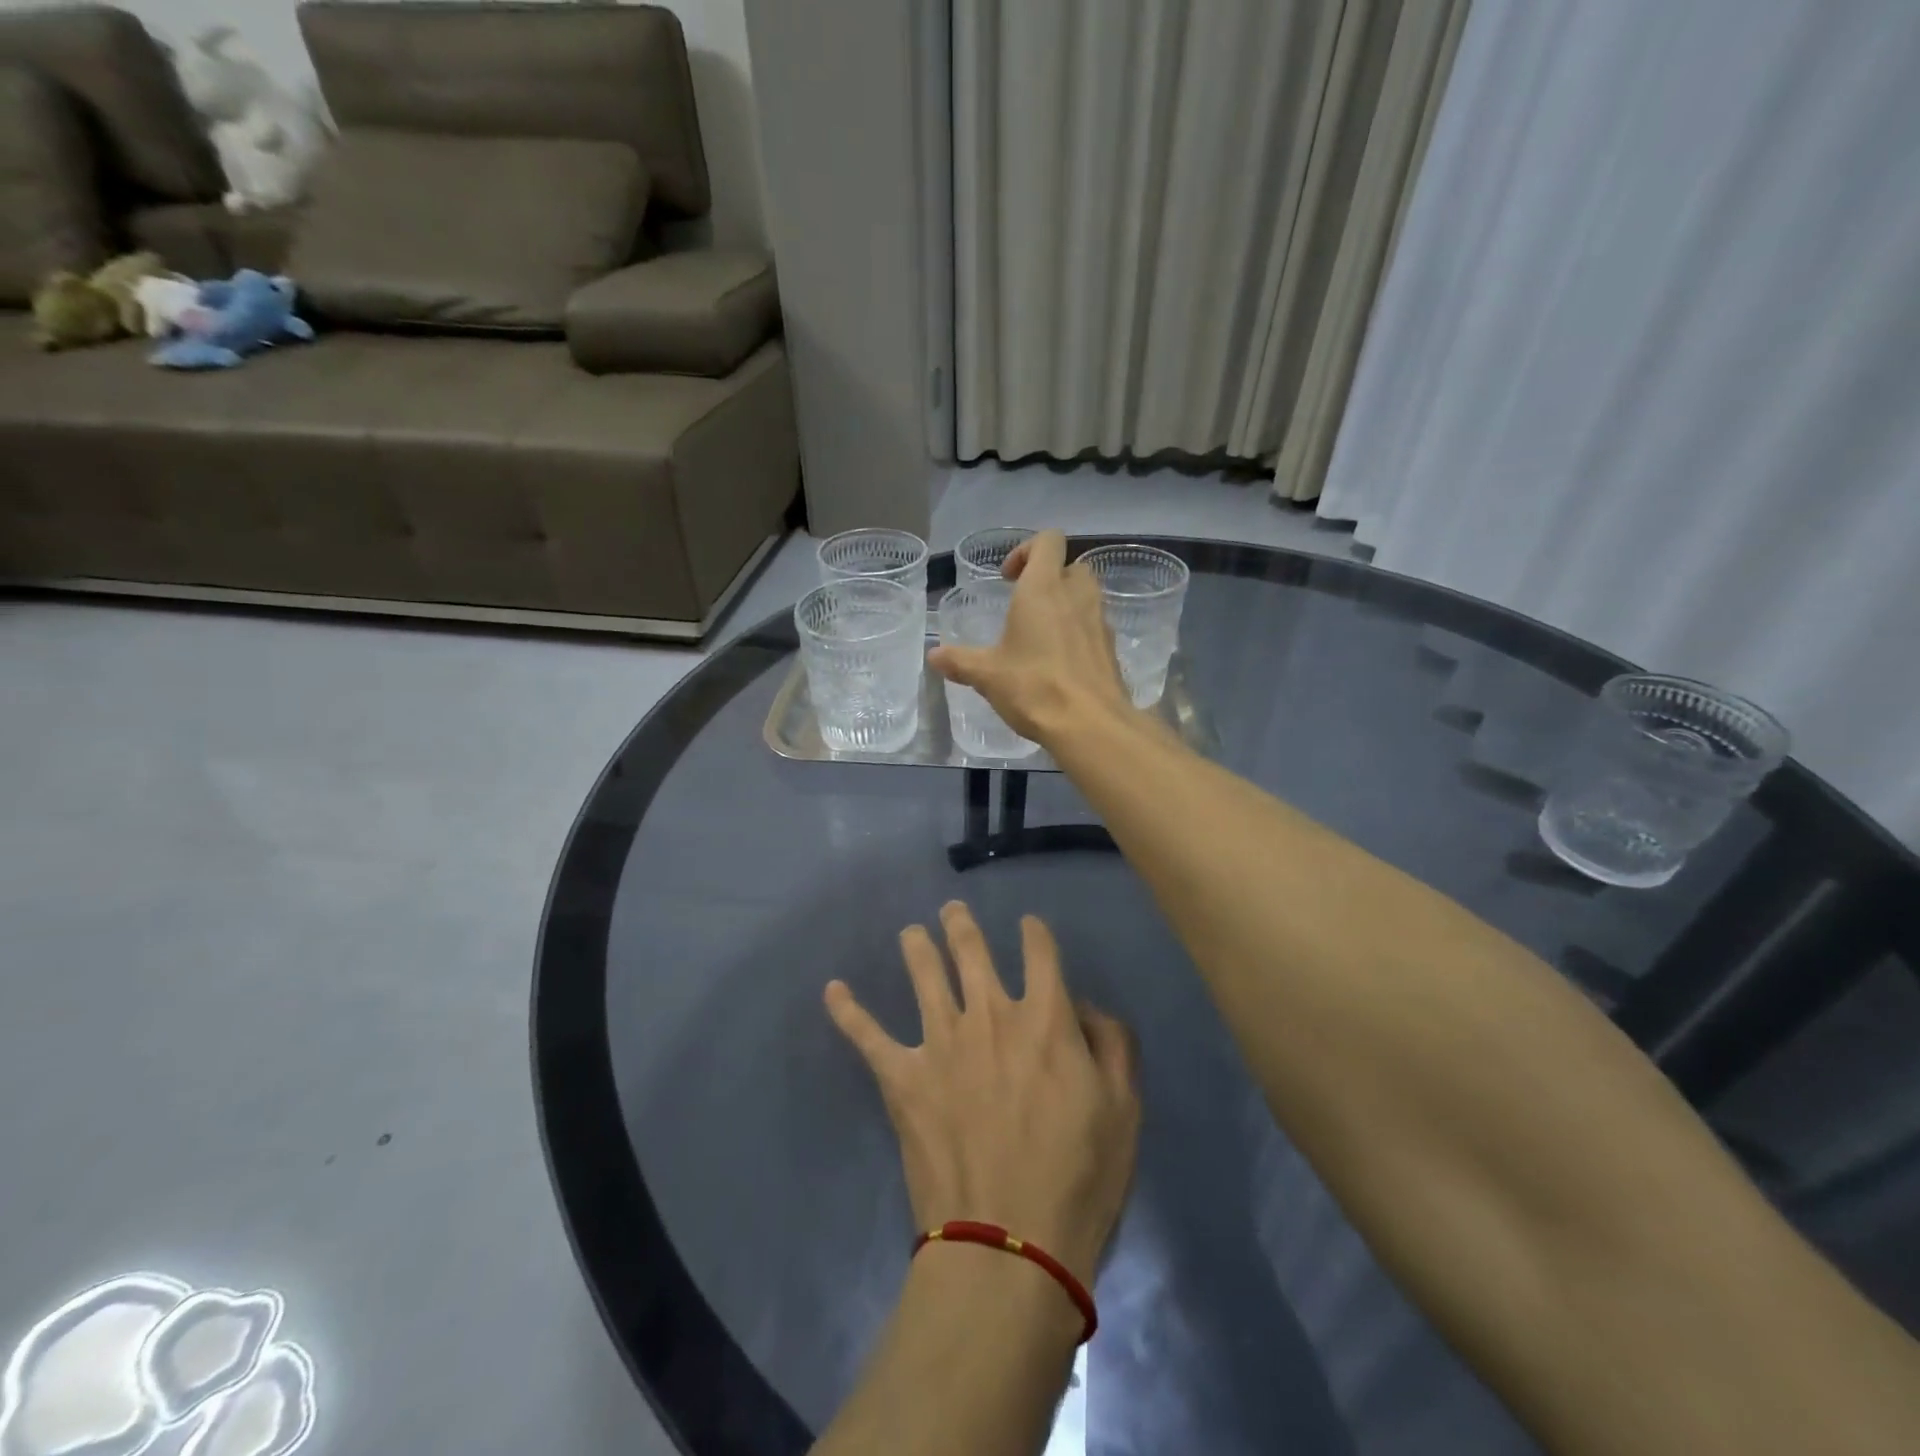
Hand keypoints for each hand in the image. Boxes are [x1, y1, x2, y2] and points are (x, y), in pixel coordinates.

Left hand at [825, 901, 1141, 1286]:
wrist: (1009, 1244)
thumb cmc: (1079, 1180)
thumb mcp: (1123, 1110)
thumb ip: (1112, 1044)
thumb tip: (1085, 1007)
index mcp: (1045, 1019)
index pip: (1040, 952)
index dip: (1035, 933)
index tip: (1030, 926)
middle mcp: (990, 1014)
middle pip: (971, 951)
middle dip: (961, 925)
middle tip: (951, 910)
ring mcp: (940, 1042)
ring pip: (924, 975)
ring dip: (916, 948)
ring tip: (910, 932)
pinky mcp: (902, 1078)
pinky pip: (867, 1036)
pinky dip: (848, 1011)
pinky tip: (832, 990)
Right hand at [928, 530, 1136, 745]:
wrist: (1090, 724)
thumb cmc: (1034, 687)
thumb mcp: (987, 675)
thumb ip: (960, 661)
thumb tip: (934, 656)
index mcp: (1043, 588)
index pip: (1048, 540)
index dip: (1027, 549)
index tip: (1008, 578)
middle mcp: (1077, 595)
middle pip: (1071, 565)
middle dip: (1049, 578)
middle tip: (1025, 605)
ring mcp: (1100, 621)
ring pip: (1086, 596)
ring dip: (1066, 604)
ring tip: (1041, 636)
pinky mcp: (1111, 648)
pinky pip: (1094, 626)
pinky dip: (1078, 633)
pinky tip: (1059, 663)